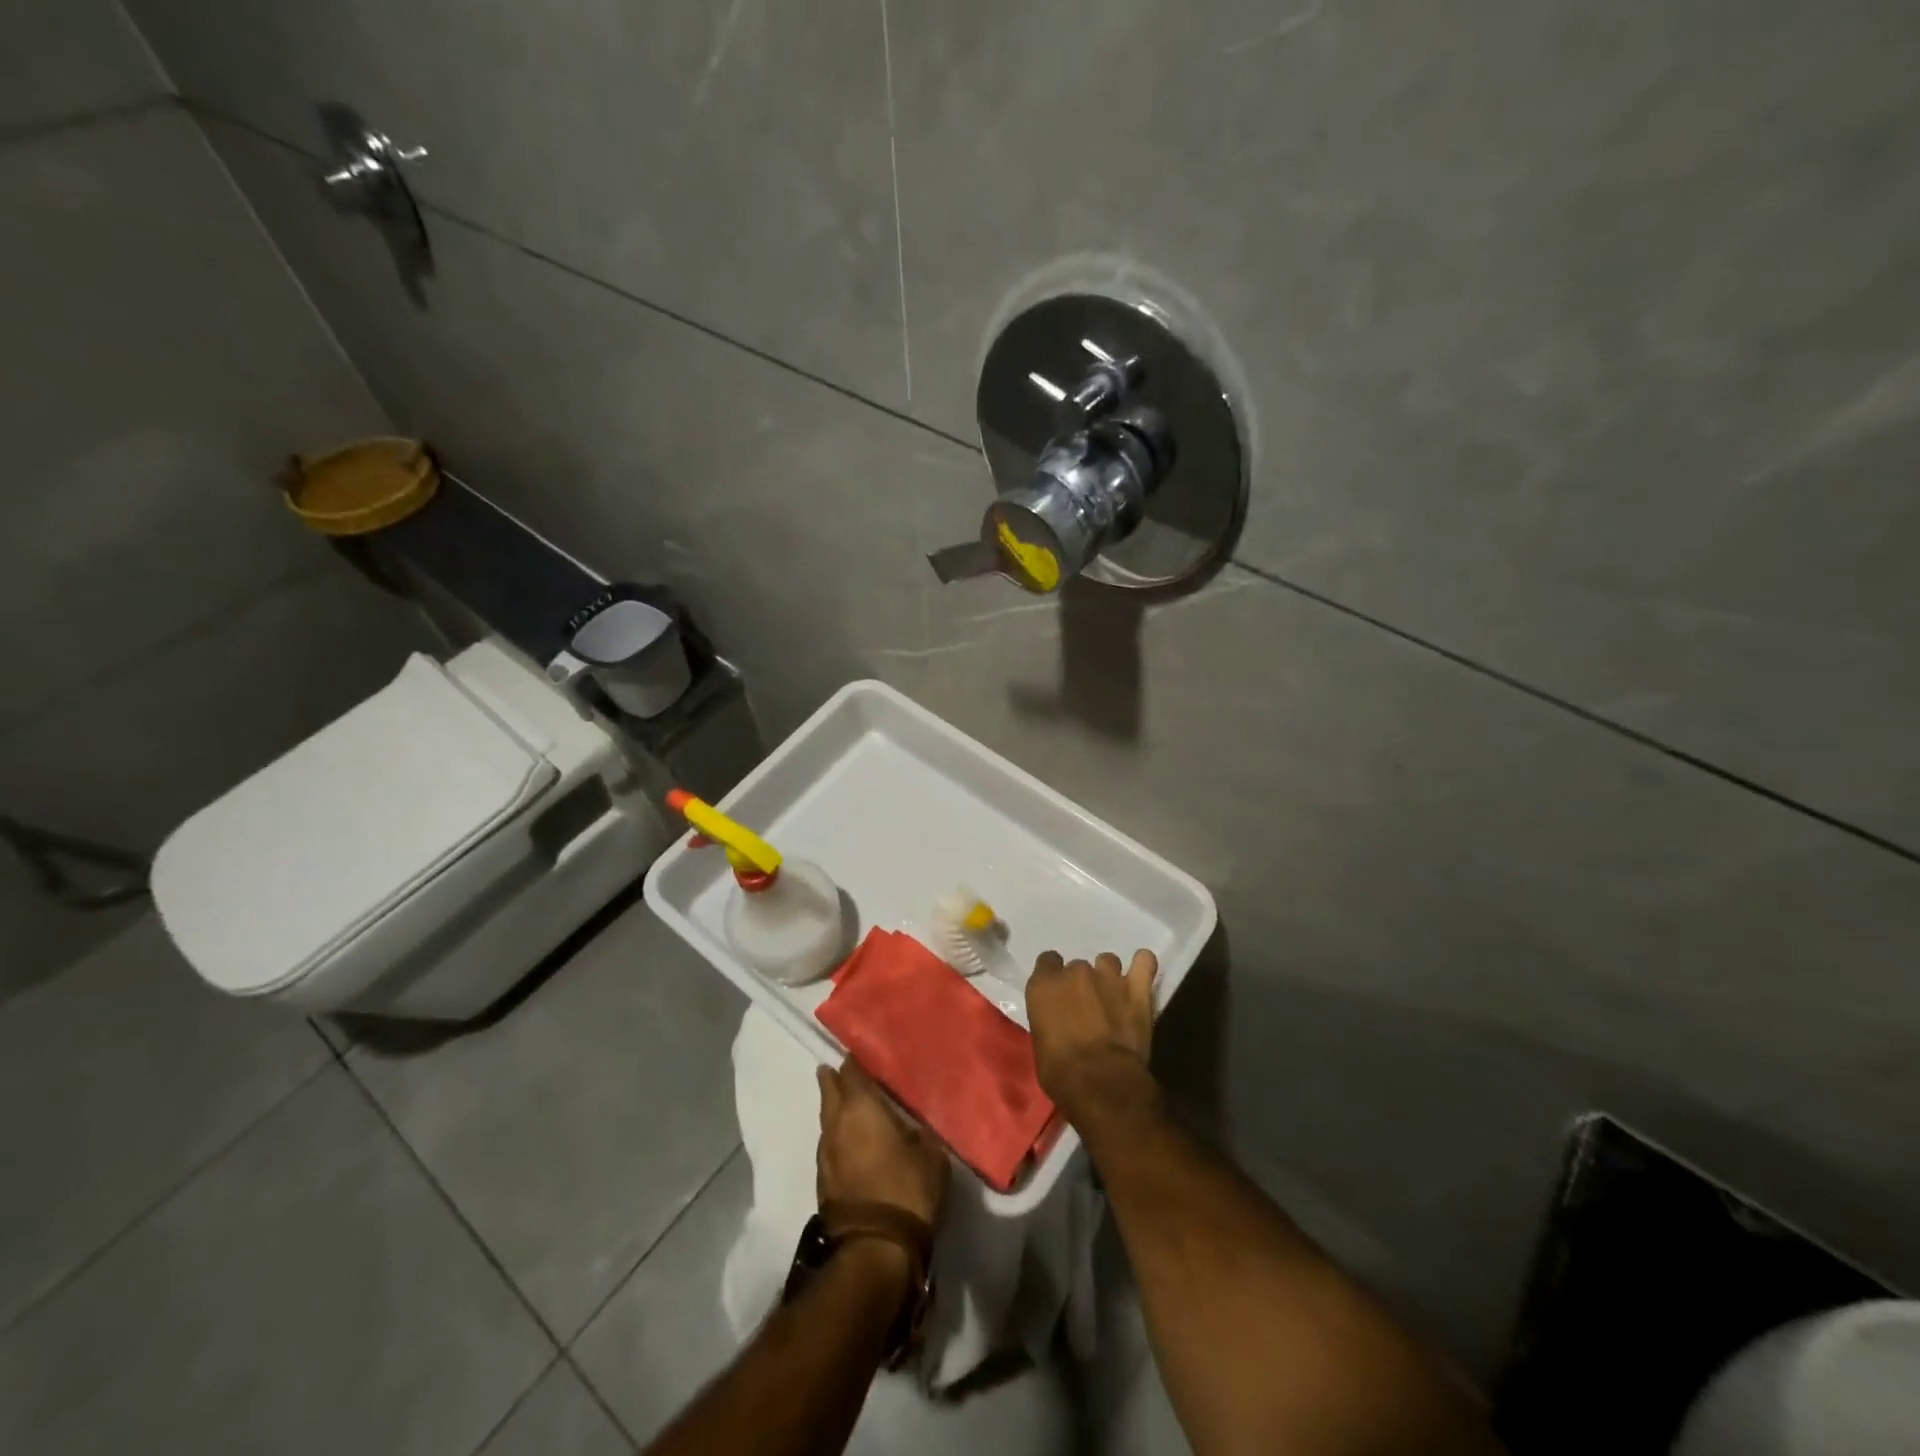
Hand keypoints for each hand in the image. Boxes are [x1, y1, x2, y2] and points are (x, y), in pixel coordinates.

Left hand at [816, 1060, 948, 1225]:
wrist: (875, 1249)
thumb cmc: (907, 1189)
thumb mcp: (930, 1153)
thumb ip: (919, 1129)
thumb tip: (913, 1122)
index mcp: (860, 1106)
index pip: (851, 1071)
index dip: (855, 1061)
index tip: (862, 1054)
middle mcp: (836, 1122)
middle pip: (829, 1091)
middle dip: (835, 1079)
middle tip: (844, 1071)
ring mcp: (825, 1152)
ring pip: (826, 1119)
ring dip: (834, 1110)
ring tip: (849, 1105)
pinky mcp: (822, 1180)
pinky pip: (829, 1144)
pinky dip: (837, 1136)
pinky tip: (850, 1141)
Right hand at [1026, 949, 1158, 1120]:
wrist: (1102, 1083)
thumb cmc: (1061, 1073)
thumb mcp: (1041, 1045)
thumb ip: (1049, 1019)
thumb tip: (1060, 1021)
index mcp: (1044, 985)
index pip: (1047, 962)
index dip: (1053, 977)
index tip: (1058, 995)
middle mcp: (1074, 972)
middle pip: (1077, 967)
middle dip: (1081, 983)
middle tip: (1087, 1008)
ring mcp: (1108, 976)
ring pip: (1108, 962)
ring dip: (1108, 977)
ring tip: (1113, 997)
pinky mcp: (1137, 988)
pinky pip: (1144, 962)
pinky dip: (1143, 965)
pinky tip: (1141, 974)